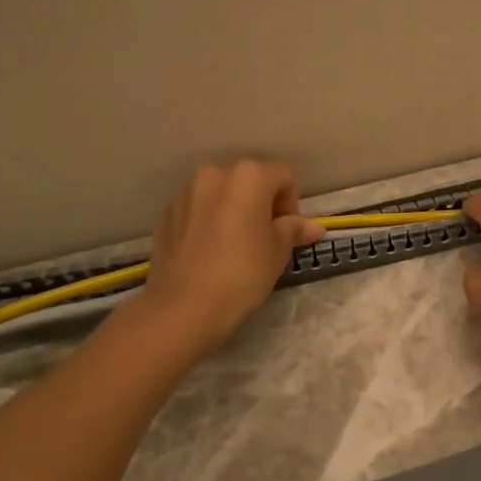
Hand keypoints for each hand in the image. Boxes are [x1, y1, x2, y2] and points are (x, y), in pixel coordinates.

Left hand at [141, 161, 323, 353]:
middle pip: (250, 179)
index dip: (291, 202)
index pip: (284, 175)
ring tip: (234, 245)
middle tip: (264, 238)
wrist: (183, 307)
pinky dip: (209, 220)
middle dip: (262, 202)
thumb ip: (294, 230)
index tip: (287, 232)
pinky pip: (198, 208)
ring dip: (234, 209)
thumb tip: (313, 227)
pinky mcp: (166, 212)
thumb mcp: (278, 252)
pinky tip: (210, 251)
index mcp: (249, 176)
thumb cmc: (242, 274)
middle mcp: (215, 173)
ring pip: (221, 192)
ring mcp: (186, 191)